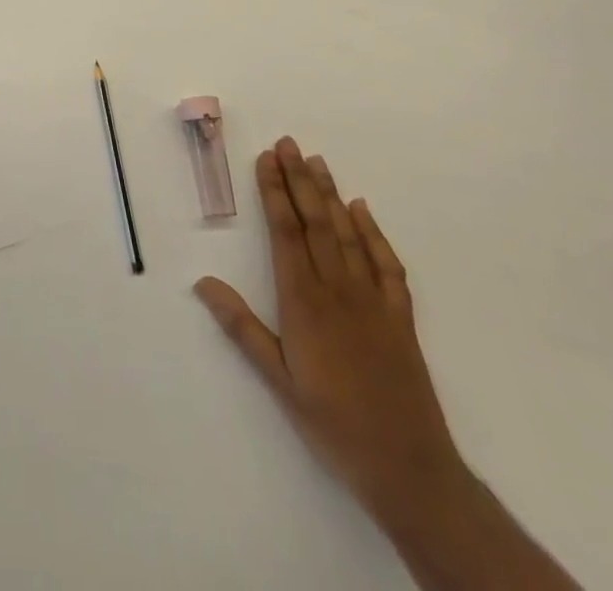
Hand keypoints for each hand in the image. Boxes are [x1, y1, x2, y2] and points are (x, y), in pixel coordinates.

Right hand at [194, 138, 464, 518]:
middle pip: (316, 222)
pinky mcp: (400, 317)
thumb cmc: (333, 424)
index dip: (274, 192)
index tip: (266, 159)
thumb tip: (203, 282)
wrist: (409, 469)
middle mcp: (338, 290)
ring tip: (317, 161)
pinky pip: (386, 264)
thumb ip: (242, 328)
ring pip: (348, 234)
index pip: (286, 232)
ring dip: (331, 195)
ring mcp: (373, 300)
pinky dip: (374, 233)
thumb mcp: (278, 382)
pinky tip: (362, 209)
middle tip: (288, 143)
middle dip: (299, 180)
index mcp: (304, 302)